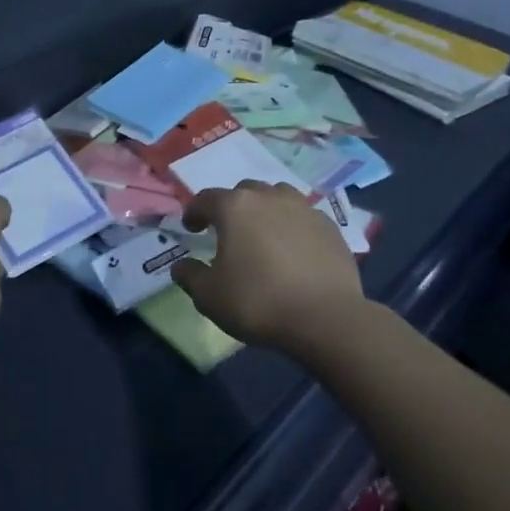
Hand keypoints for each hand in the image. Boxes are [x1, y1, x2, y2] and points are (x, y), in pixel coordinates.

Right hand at [170, 181, 365, 353]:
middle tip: (228, 230)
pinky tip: (293, 247)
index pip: (205, 199)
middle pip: (244, 192)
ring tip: (263, 232)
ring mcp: (302, 208)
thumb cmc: (258, 302)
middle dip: (231, 207)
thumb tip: (181, 266)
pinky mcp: (328, 226)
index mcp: (234, 208)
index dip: (194, 212)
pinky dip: (292, 225)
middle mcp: (268, 197)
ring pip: (277, 196)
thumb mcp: (210, 297)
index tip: (191, 227)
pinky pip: (303, 216)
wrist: (326, 318)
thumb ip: (190, 276)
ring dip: (265, 208)